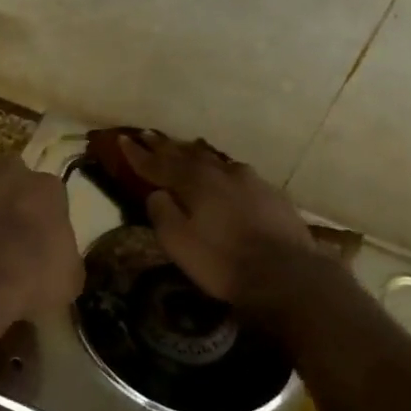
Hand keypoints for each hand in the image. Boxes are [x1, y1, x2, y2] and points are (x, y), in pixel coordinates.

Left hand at [0, 153, 83, 324]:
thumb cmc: (29, 278)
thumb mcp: (67, 280)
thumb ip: (62, 259)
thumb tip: (55, 263)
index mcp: (47, 187)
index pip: (48, 198)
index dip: (40, 222)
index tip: (34, 245)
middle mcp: (8, 169)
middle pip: (9, 184)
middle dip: (5, 206)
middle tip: (0, 241)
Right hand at [118, 133, 313, 303]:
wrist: (288, 274)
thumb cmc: (224, 261)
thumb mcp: (179, 243)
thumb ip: (162, 213)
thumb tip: (157, 193)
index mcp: (195, 182)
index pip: (158, 164)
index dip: (138, 154)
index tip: (122, 140)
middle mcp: (222, 173)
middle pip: (187, 156)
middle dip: (165, 147)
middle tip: (148, 136)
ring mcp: (251, 181)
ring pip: (216, 162)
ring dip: (196, 155)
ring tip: (185, 149)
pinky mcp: (272, 195)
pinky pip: (238, 175)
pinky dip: (222, 172)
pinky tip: (226, 175)